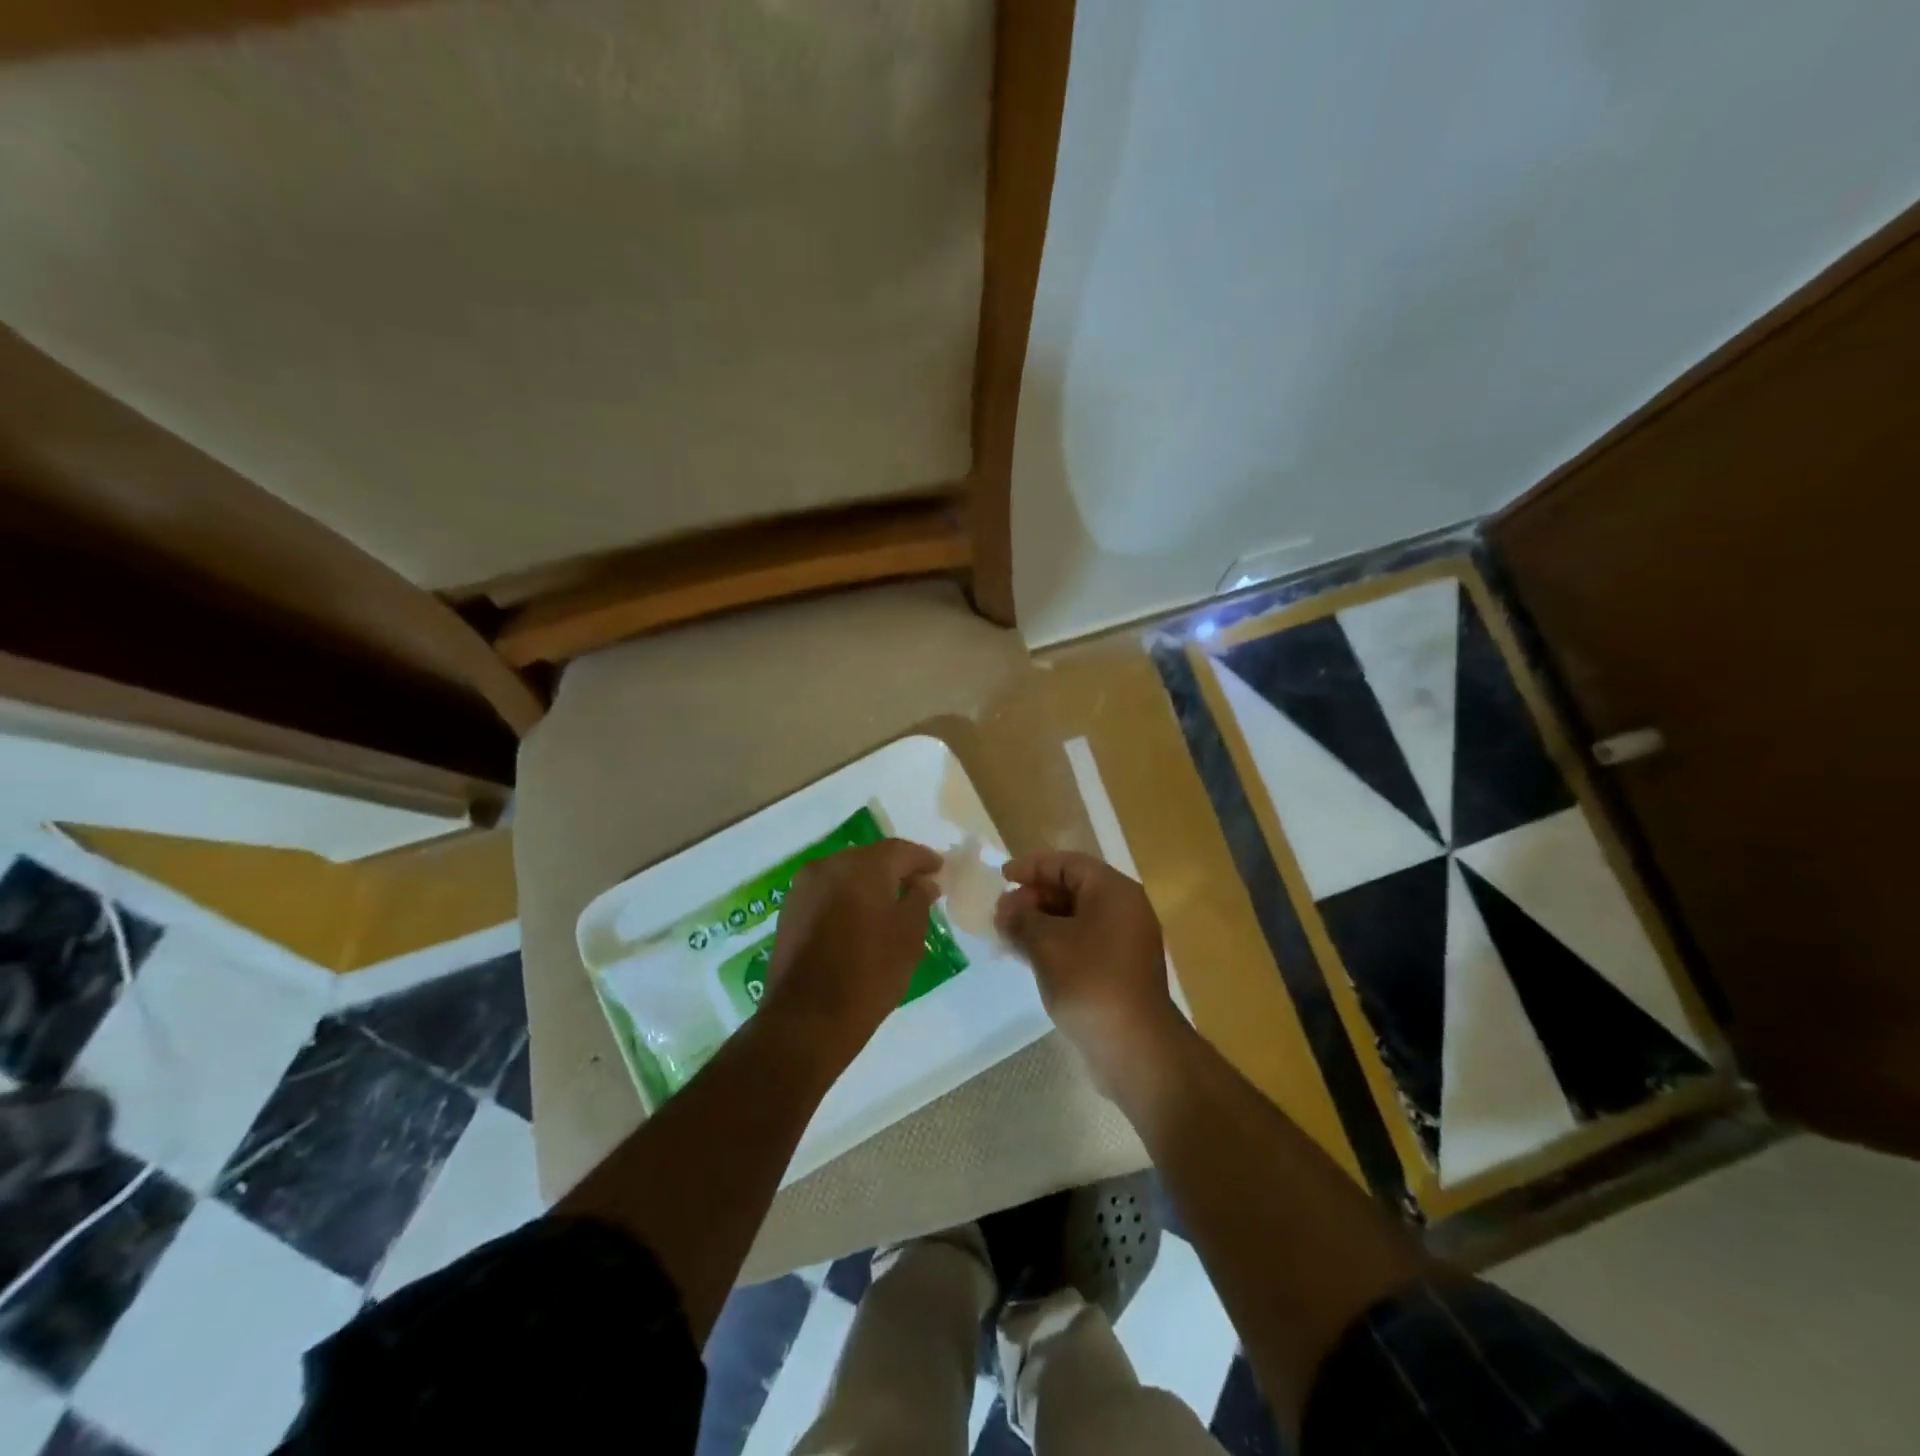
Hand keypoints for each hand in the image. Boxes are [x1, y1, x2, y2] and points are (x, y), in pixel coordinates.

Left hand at [761, 838, 941, 1067]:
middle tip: (917, 886)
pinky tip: (859, 918)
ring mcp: (804, 887)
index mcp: (863, 865)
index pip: (900, 850)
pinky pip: (827, 892)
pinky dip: (846, 898)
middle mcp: (829, 865)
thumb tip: (923, 882)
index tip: (940, 869)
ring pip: (846, 874)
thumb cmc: (871, 973)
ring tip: (889, 904)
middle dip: (895, 870)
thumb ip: (920, 899)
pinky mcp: (789, 910)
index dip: (923, 859)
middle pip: (870, 858)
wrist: (808, 1019)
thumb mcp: (909, 935)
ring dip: (868, 884)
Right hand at [995, 850, 1182, 1097]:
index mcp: (1113, 891)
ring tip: (1006, 935)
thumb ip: (1021, 918)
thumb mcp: (1046, 942)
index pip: (1067, 863)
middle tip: (1001, 912)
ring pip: (1074, 919)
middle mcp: (1123, 909)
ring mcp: (1124, 942)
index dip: (1032, 867)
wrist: (1134, 1046)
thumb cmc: (1089, 980)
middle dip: (1032, 898)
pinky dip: (1053, 944)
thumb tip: (1006, 909)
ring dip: (1039, 923)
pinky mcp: (1118, 970)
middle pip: (1071, 889)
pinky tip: (1025, 957)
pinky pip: (1081, 943)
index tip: (1002, 877)